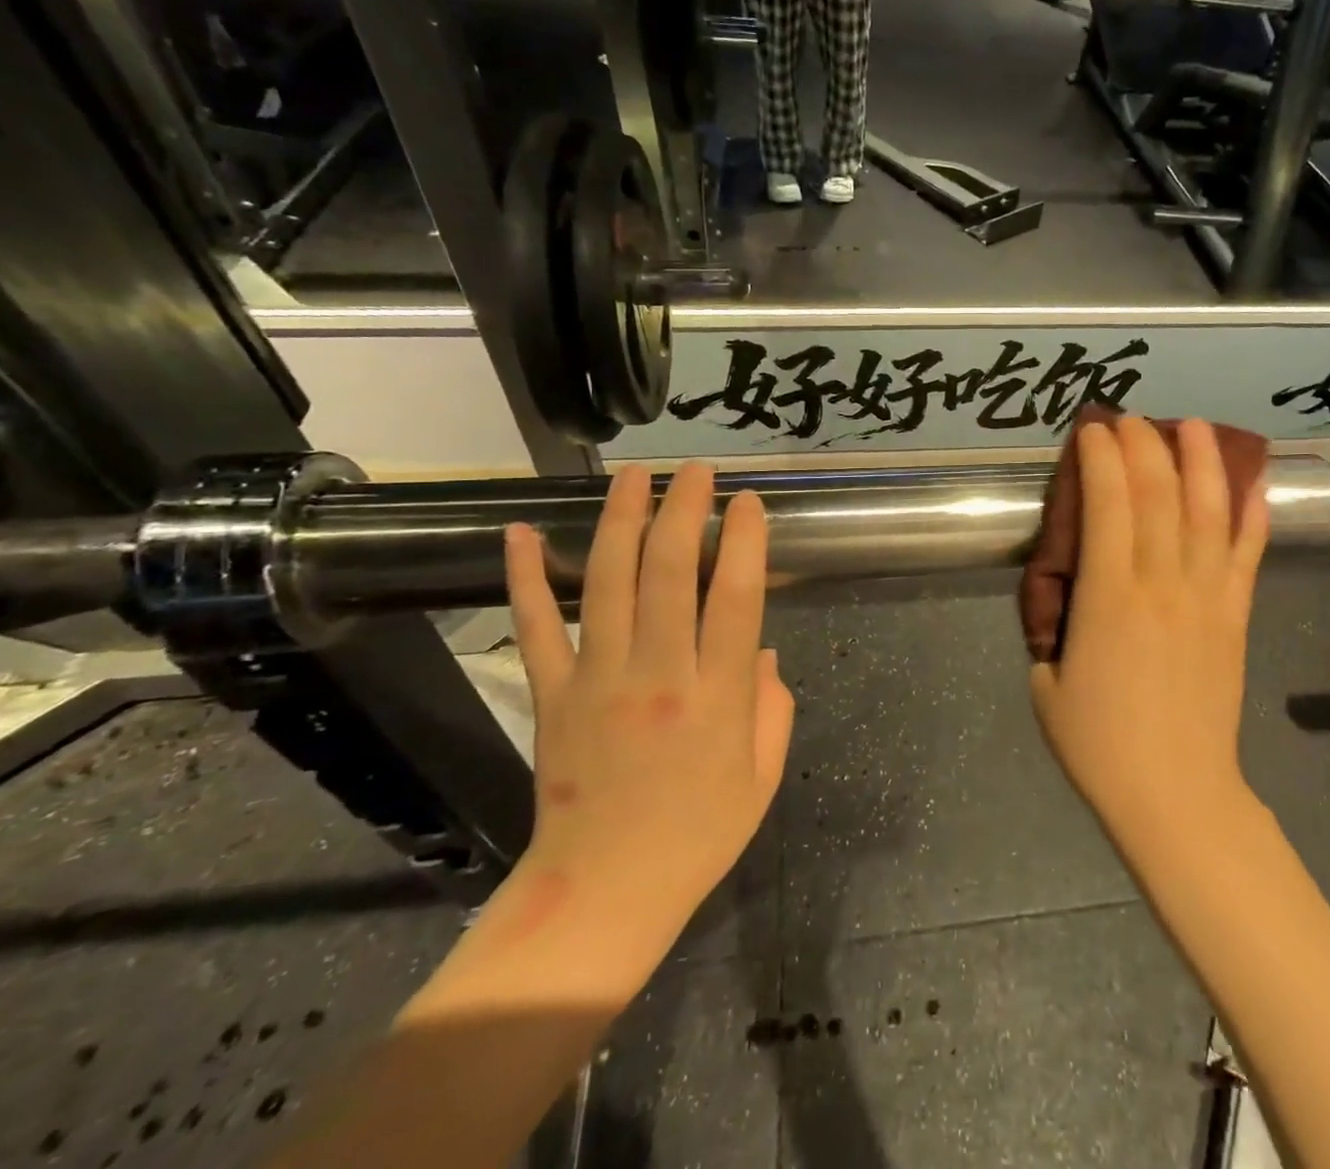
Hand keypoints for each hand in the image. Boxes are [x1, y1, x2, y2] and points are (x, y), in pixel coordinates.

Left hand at [503, 465, 792, 950]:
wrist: (602, 895)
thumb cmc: (698, 836)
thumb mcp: (762, 776)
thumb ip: (773, 706)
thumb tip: (764, 650)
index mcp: (717, 699)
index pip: (736, 599)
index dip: (744, 542)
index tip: (748, 502)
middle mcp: (658, 676)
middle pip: (671, 573)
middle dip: (684, 510)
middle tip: (694, 471)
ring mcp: (598, 681)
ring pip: (609, 583)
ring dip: (621, 521)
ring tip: (634, 475)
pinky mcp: (552, 696)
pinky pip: (536, 628)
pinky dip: (524, 577)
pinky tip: (520, 531)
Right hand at [1030, 419, 1267, 846]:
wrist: (1176, 794)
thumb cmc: (1099, 743)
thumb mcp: (1046, 682)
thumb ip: (1054, 627)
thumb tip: (1067, 594)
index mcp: (1108, 597)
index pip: (1107, 505)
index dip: (1100, 459)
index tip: (1092, 431)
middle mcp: (1161, 583)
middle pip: (1159, 495)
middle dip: (1144, 446)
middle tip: (1131, 419)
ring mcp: (1207, 597)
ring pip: (1209, 512)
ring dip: (1202, 461)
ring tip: (1194, 424)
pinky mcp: (1235, 616)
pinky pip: (1248, 555)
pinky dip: (1252, 514)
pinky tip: (1253, 480)